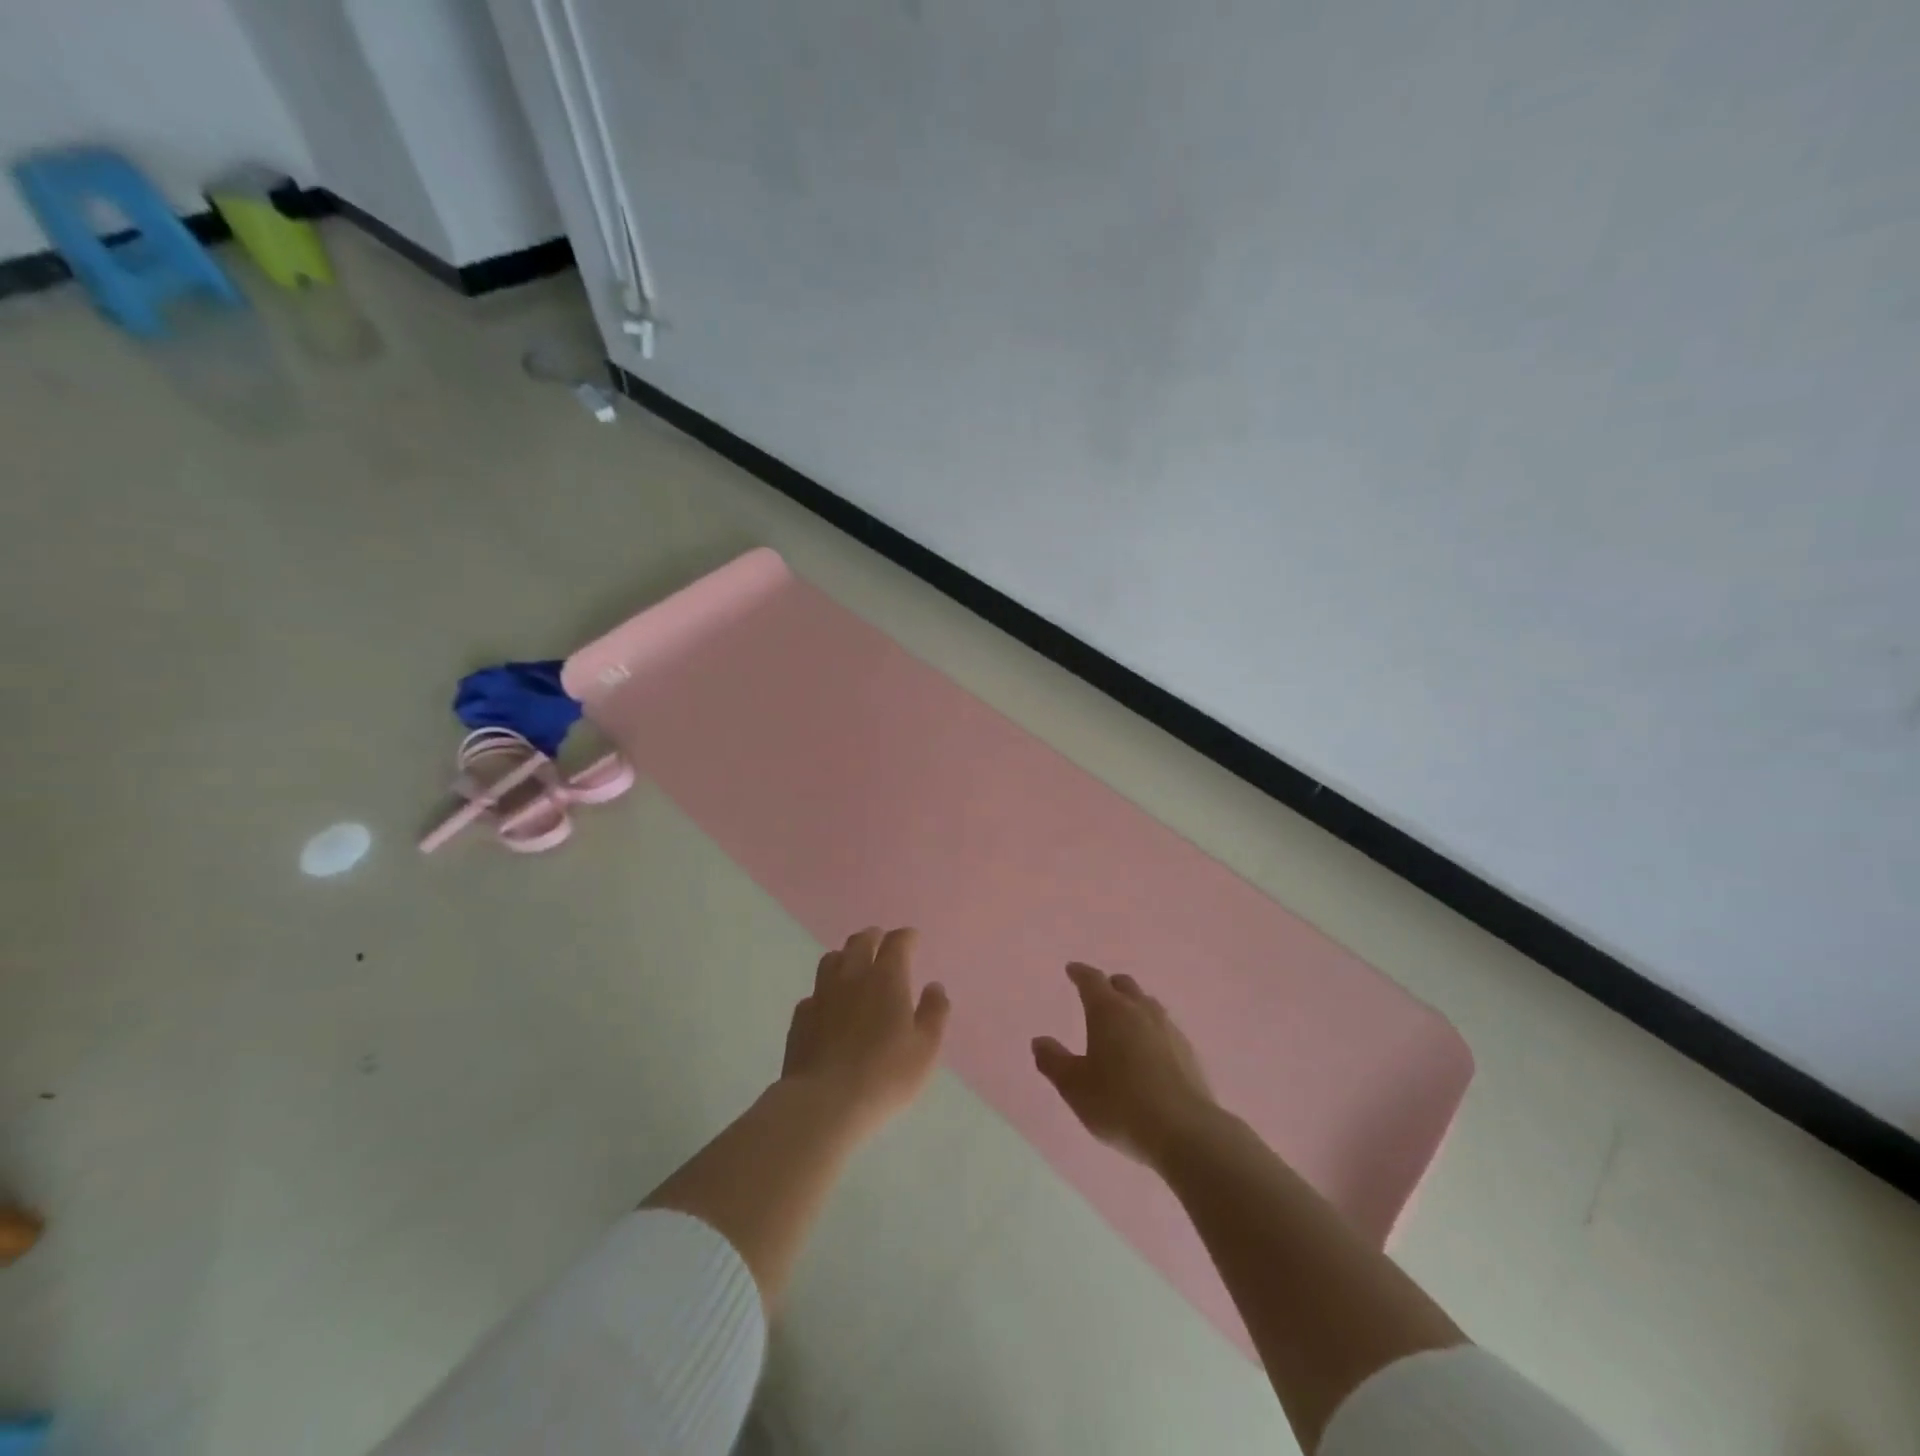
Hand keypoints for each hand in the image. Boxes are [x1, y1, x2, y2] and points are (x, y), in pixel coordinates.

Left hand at [783, 927, 950, 1134]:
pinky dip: (826, 990)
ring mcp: (822, 995)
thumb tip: (934, 987)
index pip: (896, 942)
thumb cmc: (885, 1075)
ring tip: (853, 965)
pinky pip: (814, 992)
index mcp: (886, 978)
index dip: (906, 937)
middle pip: (860, 942)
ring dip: (846, 956)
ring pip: (832, 960)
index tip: (912, 939)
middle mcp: (852, 976)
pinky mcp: (801, 1017)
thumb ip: (934, 1014)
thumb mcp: (925, 1049)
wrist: (824, 1103)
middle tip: (881, 942)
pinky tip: (829, 1005)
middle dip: (873, 937)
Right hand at [1033, 962, 1218, 1168]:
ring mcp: (1168, 1030)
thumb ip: (1054, 1061)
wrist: (1184, 1131)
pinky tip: (1149, 1050)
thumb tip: (1039, 1041)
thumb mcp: (1075, 1087)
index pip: (1092, 980)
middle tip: (1098, 993)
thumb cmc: (1119, 1104)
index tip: (1072, 969)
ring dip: (1134, 1005)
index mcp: (1108, 1011)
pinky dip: (1151, 1030)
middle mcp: (1140, 1011)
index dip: (1080, 973)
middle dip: (1109, 985)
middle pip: (1124, 985)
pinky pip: (1165, 1029)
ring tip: (1124, 1019)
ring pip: (1148, 1004)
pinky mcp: (1189, 1053)